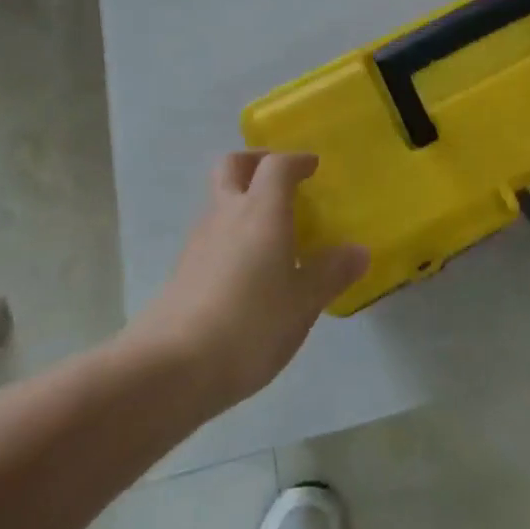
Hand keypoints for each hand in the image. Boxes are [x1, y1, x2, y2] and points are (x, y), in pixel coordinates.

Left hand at [137, 152, 367, 410]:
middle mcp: (226, 214)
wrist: (171, 368)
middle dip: (256, 162)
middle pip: (232, 165)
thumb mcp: (303, 302)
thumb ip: (331, 273)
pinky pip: (212, 234)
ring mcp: (198, 241)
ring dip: (242, 199)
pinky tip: (250, 268)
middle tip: (282, 179)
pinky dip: (232, 233)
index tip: (313, 166)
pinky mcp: (183, 270)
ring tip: (272, 230)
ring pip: (219, 199)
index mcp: (261, 211)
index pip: (276, 165)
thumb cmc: (250, 324)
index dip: (296, 160)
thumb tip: (358, 251)